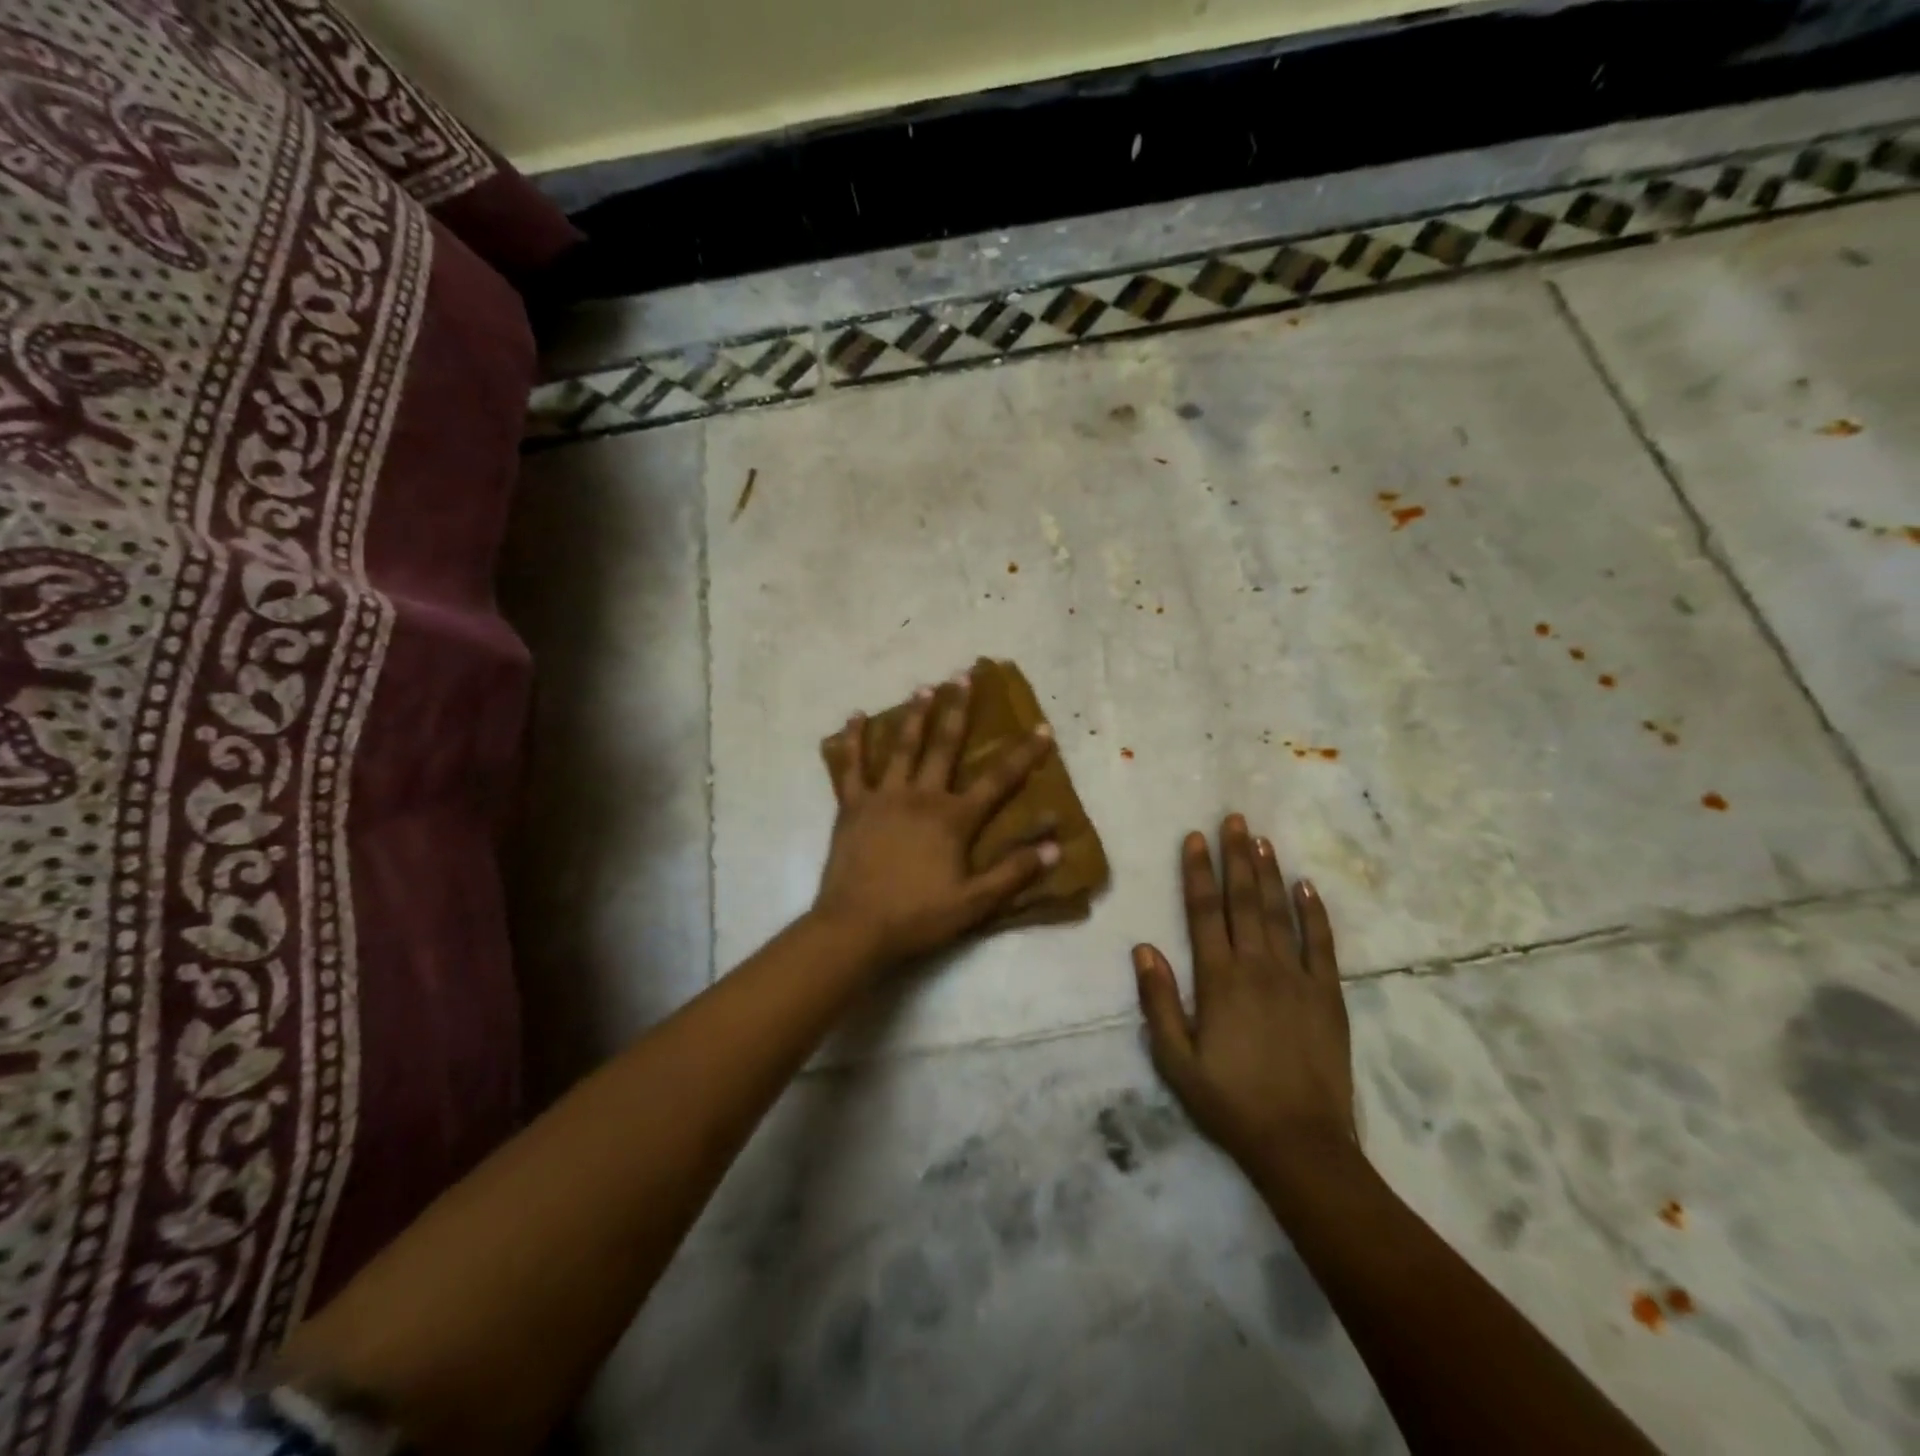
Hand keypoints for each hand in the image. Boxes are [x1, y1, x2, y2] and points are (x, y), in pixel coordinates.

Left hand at [813, 672, 1058, 968]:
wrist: (855, 927)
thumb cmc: (918, 916)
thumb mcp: (975, 902)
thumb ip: (1014, 872)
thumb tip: (1055, 846)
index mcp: (953, 818)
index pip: (997, 780)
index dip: (1022, 754)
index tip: (1041, 728)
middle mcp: (921, 796)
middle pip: (944, 745)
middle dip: (958, 709)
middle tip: (963, 675)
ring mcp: (883, 796)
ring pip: (902, 746)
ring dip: (914, 714)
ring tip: (924, 687)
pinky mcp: (852, 806)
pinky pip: (851, 766)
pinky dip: (853, 740)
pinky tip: (855, 716)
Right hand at [1133, 814, 1354, 1174]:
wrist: (1300, 1144)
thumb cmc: (1229, 1101)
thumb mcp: (1175, 1060)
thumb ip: (1158, 1002)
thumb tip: (1143, 948)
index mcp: (1218, 980)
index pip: (1203, 912)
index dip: (1197, 872)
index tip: (1194, 838)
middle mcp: (1258, 967)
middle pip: (1244, 900)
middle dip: (1236, 857)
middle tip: (1233, 819)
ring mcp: (1297, 978)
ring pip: (1280, 913)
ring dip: (1270, 873)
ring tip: (1262, 839)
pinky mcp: (1328, 995)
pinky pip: (1323, 944)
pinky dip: (1315, 913)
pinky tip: (1308, 887)